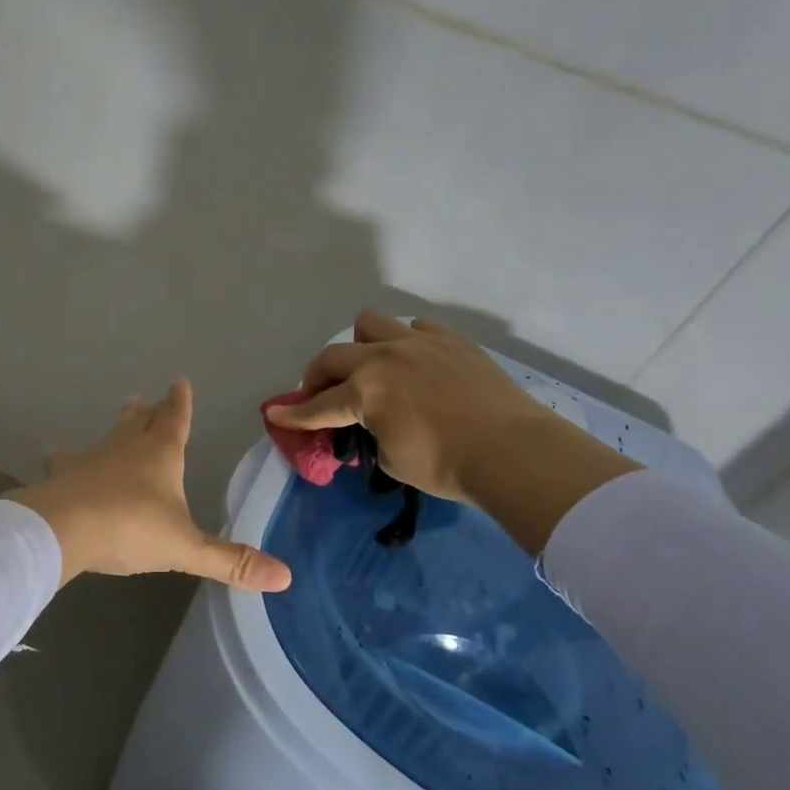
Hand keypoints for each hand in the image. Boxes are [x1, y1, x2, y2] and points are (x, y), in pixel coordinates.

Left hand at [8, 379, 293, 591]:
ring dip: (119, 426)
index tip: (179, 382)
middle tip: (146, 400)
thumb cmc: (130, 528)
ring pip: (110, 435)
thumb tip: (285, 576)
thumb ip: (230, 562)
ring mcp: (91, 457)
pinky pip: (66, 460)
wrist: (63, 529)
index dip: (180, 402)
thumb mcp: (185, 548)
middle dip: (149, 412)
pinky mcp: (63, 475)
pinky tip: (55, 456)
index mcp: (160, 455)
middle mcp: (126, 447)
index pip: (175, 420)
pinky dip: (66, 457)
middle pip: (141, 422)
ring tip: (124, 414)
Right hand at [267, 311, 639, 551]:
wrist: (513, 451)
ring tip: (371, 367)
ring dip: (360, 346)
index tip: (275, 416)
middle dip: (317, 377)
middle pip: (332, 357)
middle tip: (322, 395)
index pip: (317, 407)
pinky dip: (406, 342)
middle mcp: (383, 359)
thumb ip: (370, 437)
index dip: (294, 415)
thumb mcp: (391, 461)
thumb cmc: (446, 465)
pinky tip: (415, 363)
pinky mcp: (450, 340)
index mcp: (364, 392)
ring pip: (370, 324)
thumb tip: (368, 428)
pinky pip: (415, 327)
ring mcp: (417, 343)